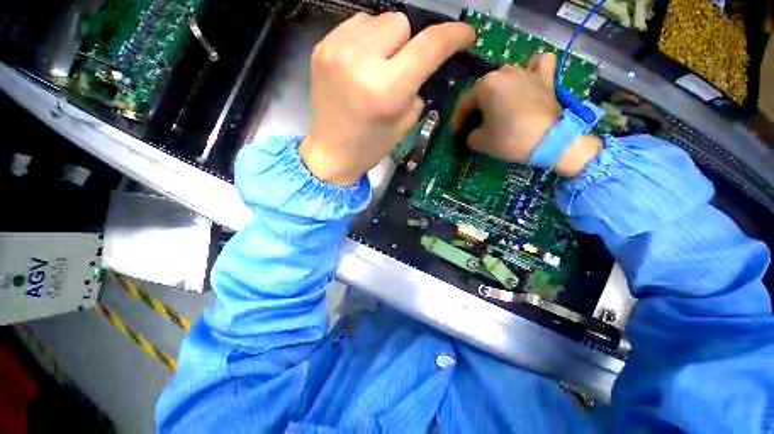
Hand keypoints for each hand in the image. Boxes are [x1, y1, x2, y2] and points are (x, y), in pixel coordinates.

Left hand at [300, 12, 474, 185]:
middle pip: (401, 22)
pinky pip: (356, 25)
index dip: (453, 36)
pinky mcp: (321, 47)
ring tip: (378, 66)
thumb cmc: (370, 146)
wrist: (331, 152)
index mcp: (386, 90)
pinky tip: (361, 63)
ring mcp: (336, 50)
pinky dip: (366, 39)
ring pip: (379, 19)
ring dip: (386, 40)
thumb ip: (417, 88)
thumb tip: (422, 63)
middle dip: (409, 43)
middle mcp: (361, 62)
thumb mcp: (404, 123)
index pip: (429, 46)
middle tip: (401, 69)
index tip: (465, 35)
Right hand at [452, 53, 601, 176]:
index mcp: (485, 85)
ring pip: (505, 77)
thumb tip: (472, 133)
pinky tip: (527, 78)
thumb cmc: (509, 138)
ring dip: (497, 91)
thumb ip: (469, 135)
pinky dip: (531, 69)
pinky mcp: (544, 78)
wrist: (550, 140)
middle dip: (475, 109)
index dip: (457, 122)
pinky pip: (537, 65)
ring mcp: (526, 72)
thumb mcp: (479, 142)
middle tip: (473, 126)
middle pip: (482, 91)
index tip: (455, 135)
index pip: (464, 104)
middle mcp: (504, 72)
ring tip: (497, 106)